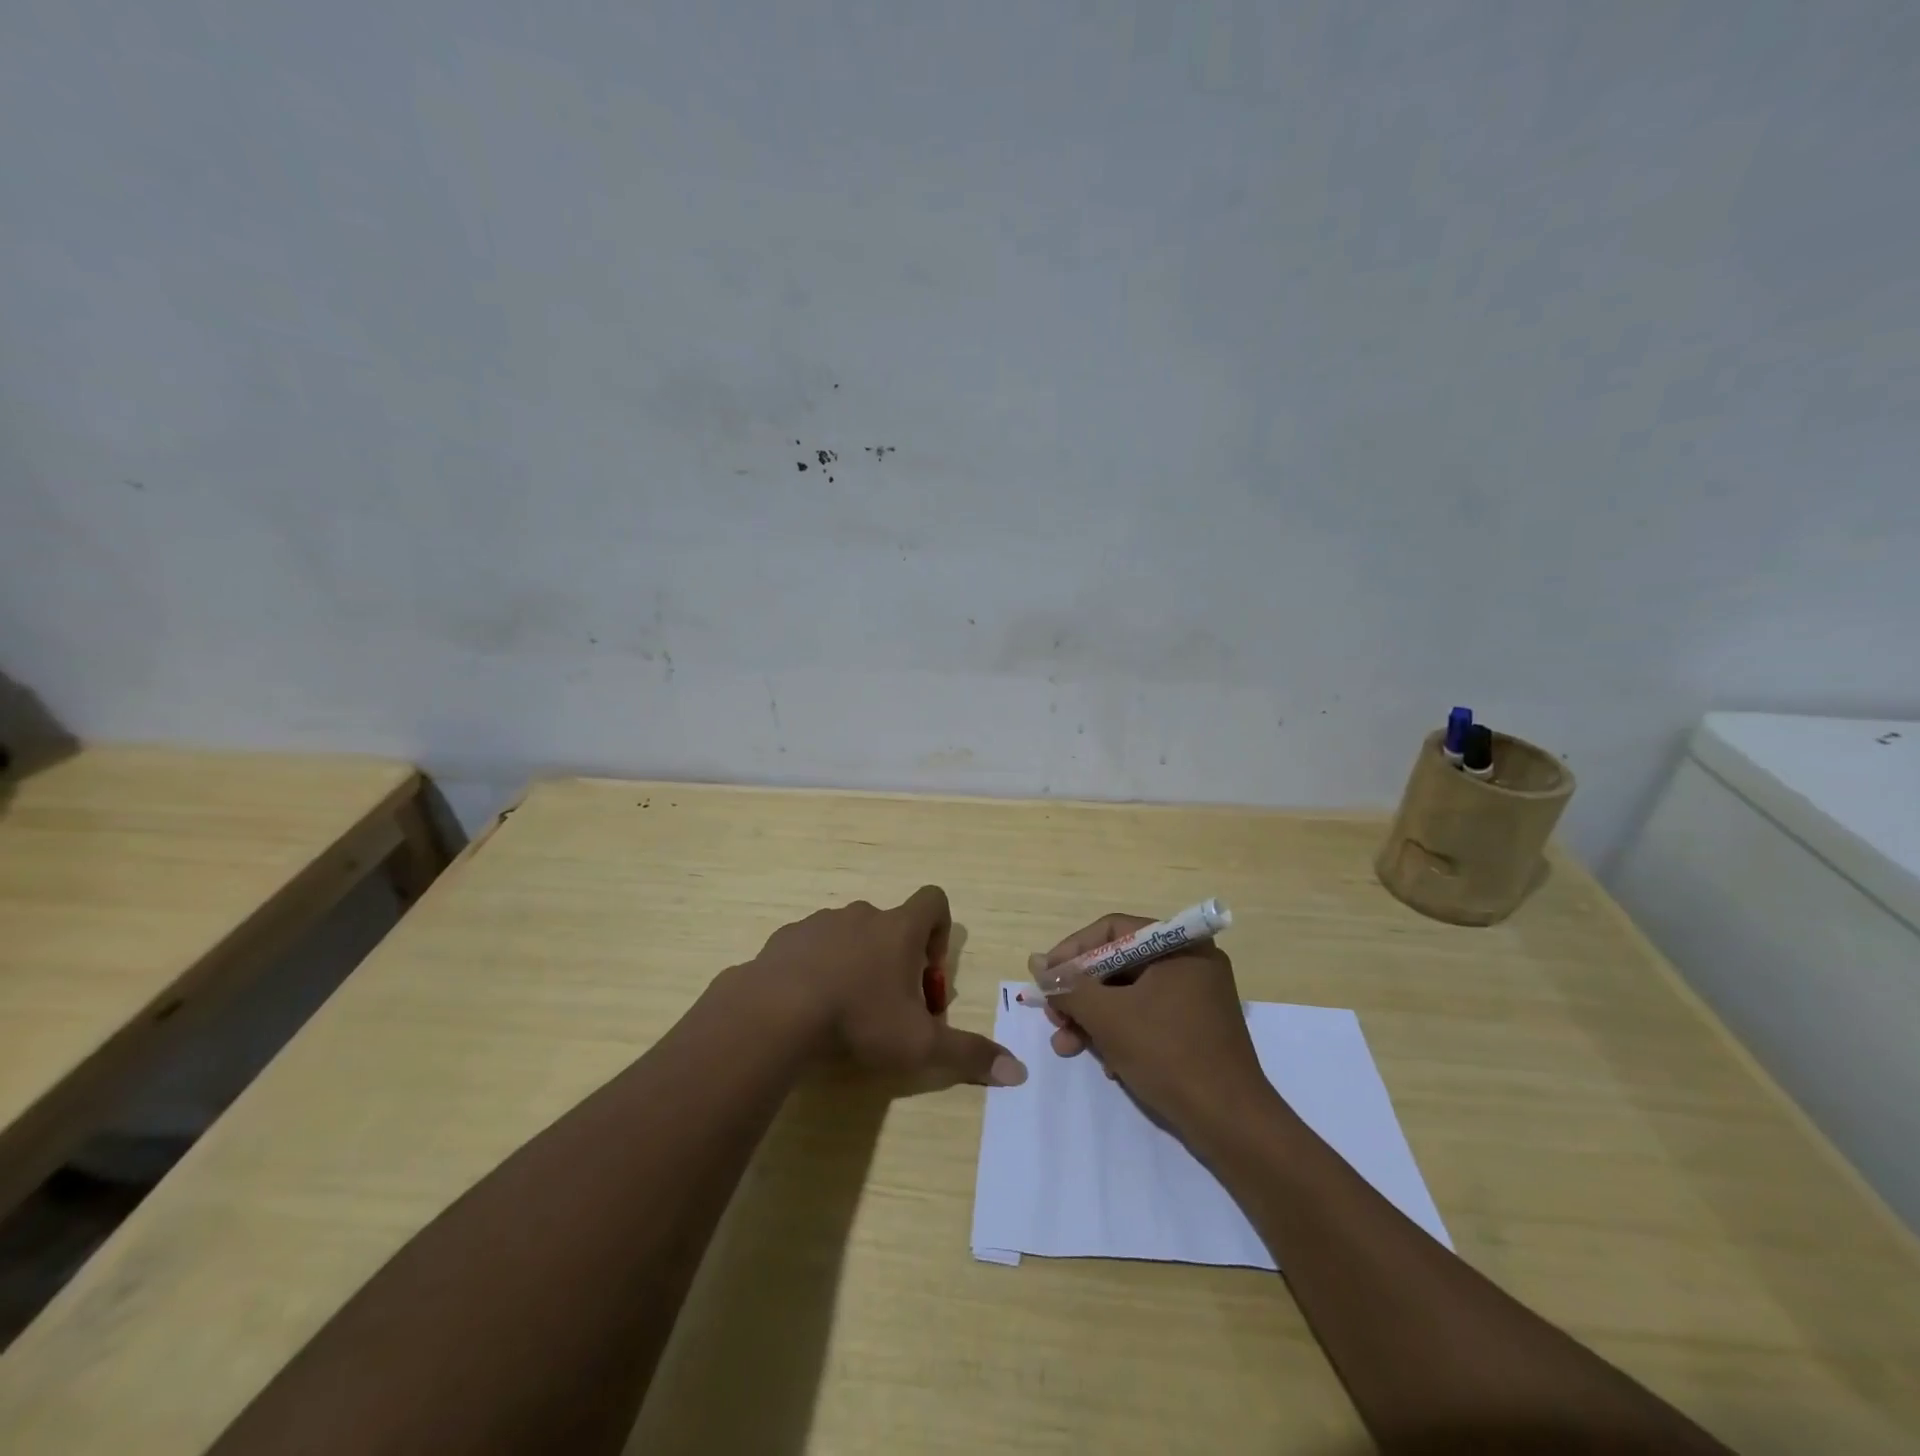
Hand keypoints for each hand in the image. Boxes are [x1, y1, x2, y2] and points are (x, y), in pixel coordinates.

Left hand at [750, 886, 1026, 1086]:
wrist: (774, 1011)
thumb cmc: (858, 1018)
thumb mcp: (919, 1044)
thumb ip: (969, 1054)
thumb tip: (1019, 1072)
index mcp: (899, 928)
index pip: (934, 901)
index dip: (941, 932)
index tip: (928, 976)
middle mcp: (863, 915)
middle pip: (893, 925)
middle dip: (898, 961)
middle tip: (891, 1008)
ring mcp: (821, 922)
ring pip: (852, 935)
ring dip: (858, 963)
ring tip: (846, 1010)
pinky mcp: (787, 937)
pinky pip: (814, 945)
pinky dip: (819, 968)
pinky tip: (810, 1006)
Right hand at [1040, 913, 1269, 1128]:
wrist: (1232, 1125)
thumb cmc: (1169, 1055)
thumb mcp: (1108, 1018)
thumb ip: (1069, 987)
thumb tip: (1037, 963)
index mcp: (1179, 946)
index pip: (1112, 931)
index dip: (1072, 951)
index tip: (1046, 978)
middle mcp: (1191, 962)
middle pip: (1118, 964)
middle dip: (1081, 994)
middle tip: (1054, 1019)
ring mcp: (1196, 997)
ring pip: (1129, 995)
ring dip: (1094, 1018)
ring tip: (1067, 1047)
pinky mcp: (1197, 1029)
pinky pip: (1148, 1017)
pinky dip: (1121, 1034)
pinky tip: (1107, 1065)